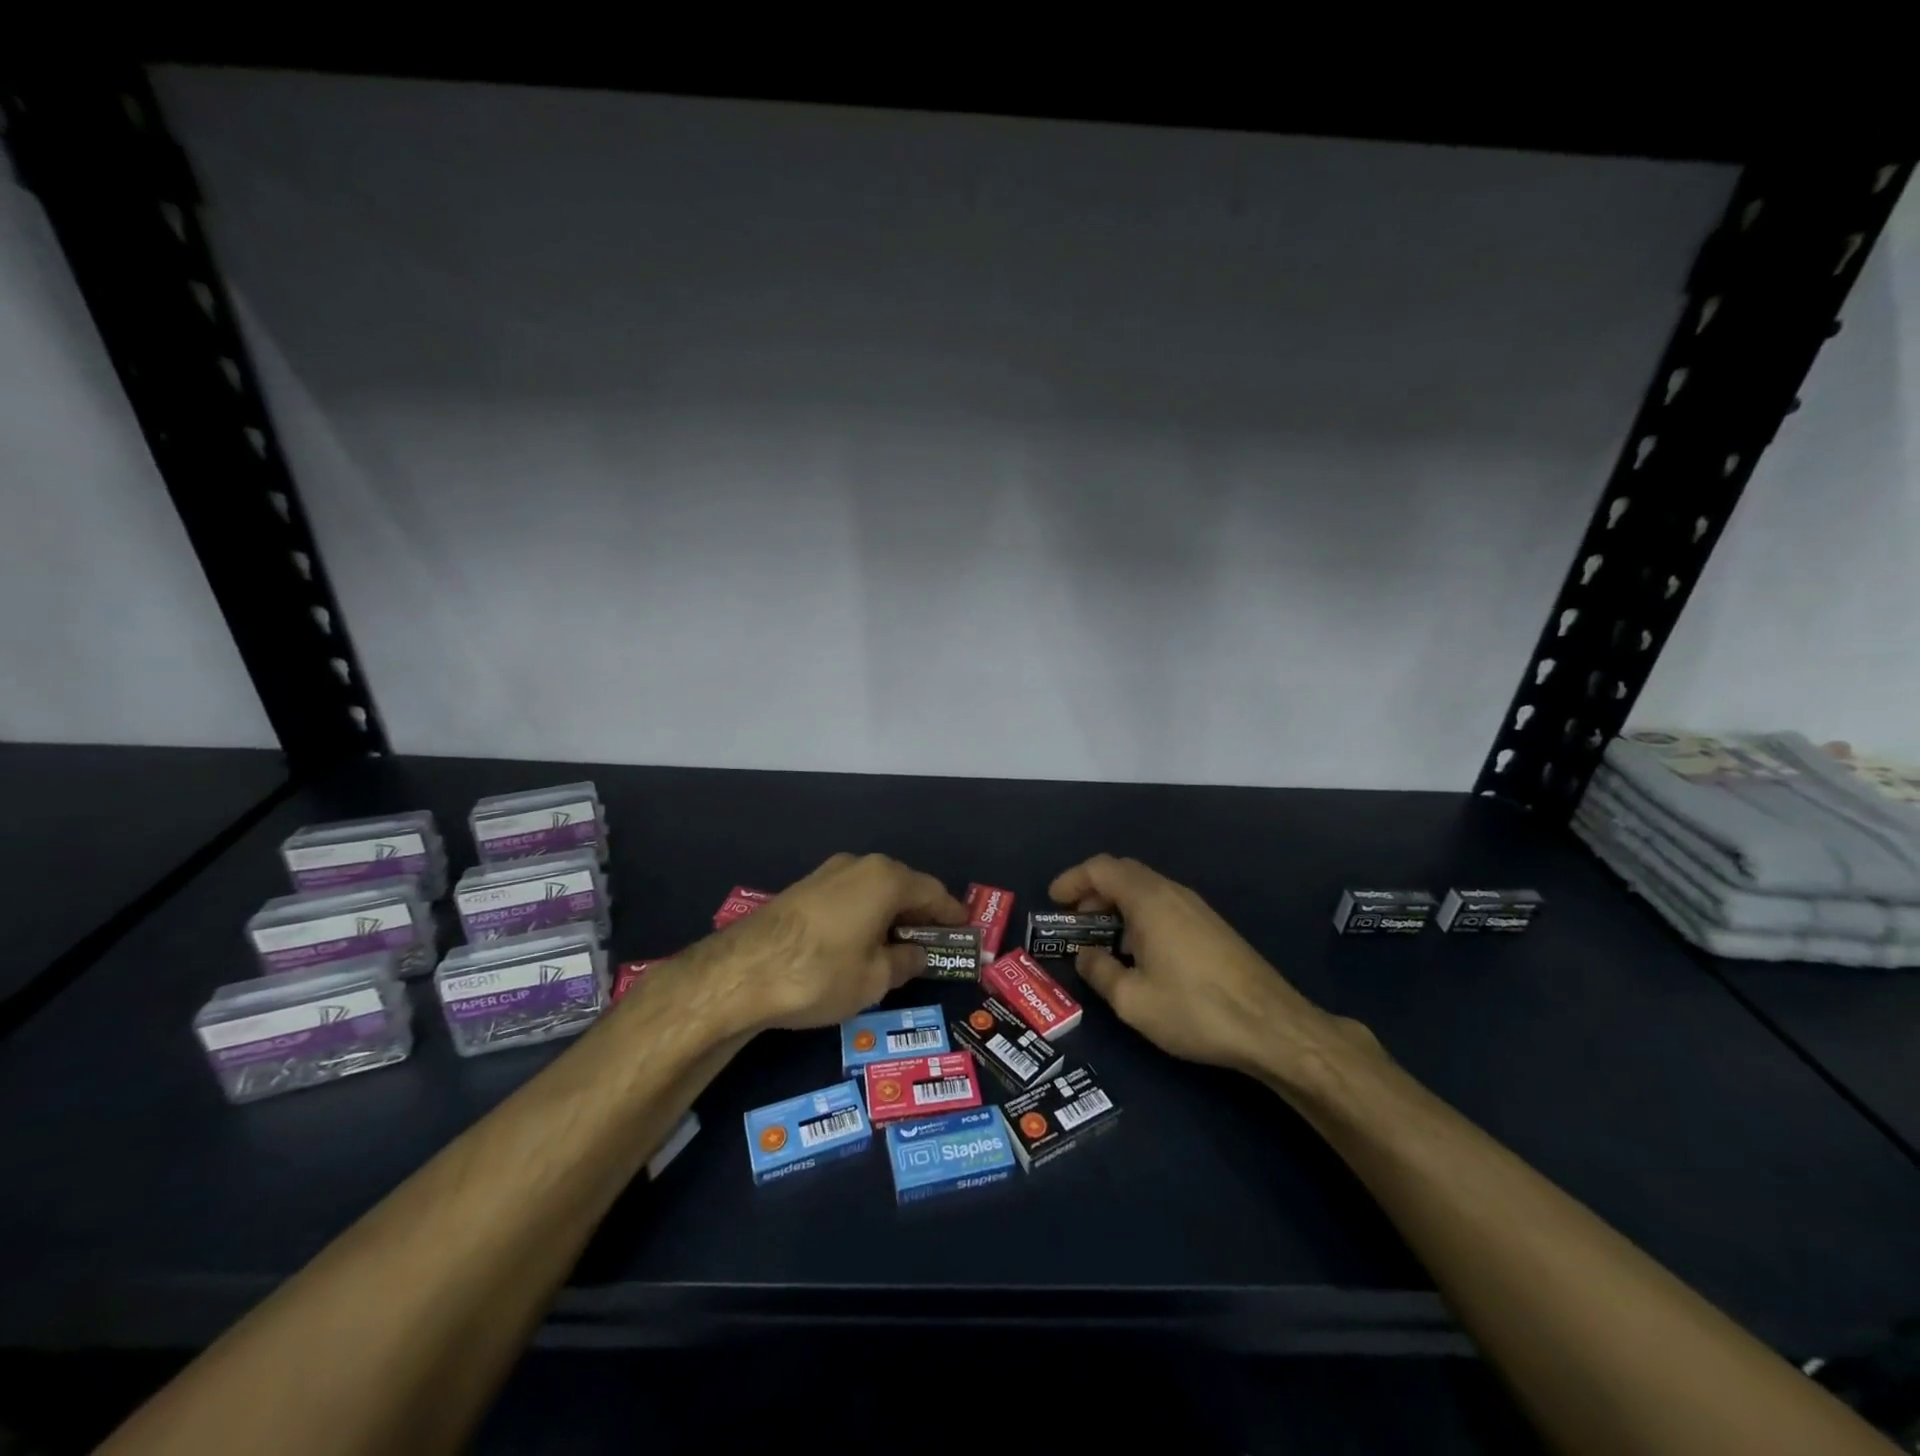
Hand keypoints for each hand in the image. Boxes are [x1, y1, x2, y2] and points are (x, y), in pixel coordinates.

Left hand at [715, 853, 966, 1032]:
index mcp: (887, 879)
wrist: (741, 971)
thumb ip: (904, 962)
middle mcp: (860, 865)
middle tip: (934, 943)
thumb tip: (916, 955)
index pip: (933, 893)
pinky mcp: (803, 888)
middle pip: (903, 887)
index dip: (952, 915)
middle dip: (920, 915)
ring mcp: (828, 873)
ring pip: (874, 891)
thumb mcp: (874, 979)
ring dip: (890, 915)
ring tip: (898, 946)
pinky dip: (865, 915)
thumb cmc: (821, 973)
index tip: (965, 932)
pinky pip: (849, 897)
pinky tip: (862, 942)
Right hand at [1049, 854, 1376, 1085]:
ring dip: (1116, 905)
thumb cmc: (1194, 1009)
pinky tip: (1138, 953)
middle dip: (1092, 891)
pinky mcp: (1211, 927)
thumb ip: (1100, 972)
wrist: (1272, 1027)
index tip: (1053, 901)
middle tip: (1072, 920)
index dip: (1072, 879)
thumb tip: (1085, 955)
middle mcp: (1172, 892)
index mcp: (1148, 900)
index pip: (1101, 869)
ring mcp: (1196, 908)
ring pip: (1145, 889)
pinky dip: (1139, 916)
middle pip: (1123, 873)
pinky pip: (1164, 905)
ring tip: (1100, 939)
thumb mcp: (1132, 1000)